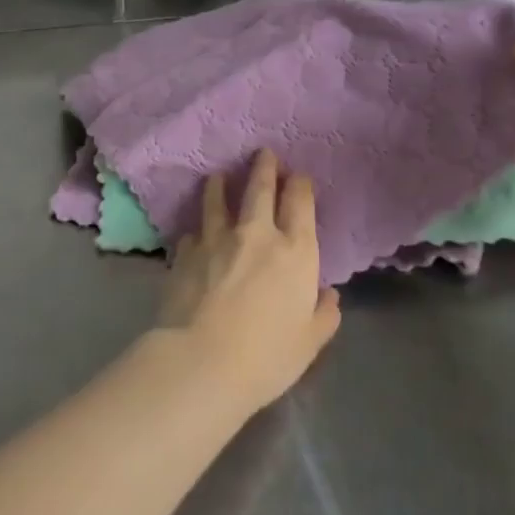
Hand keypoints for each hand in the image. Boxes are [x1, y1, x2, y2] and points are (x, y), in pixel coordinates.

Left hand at [158, 149, 341, 412]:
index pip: (299, 202)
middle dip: (264, 166)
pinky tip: (194, 233)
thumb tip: (328, 296)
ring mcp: (217, 238)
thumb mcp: (309, 342)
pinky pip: (193, 232)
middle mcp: (257, 234)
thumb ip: (323, 315)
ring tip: (218, 175)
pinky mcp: (186, 251)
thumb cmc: (266, 357)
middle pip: (260, 188)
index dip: (299, 184)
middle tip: (263, 153)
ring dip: (220, 184)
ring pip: (218, 198)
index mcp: (295, 252)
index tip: (297, 175)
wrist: (202, 361)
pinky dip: (197, 229)